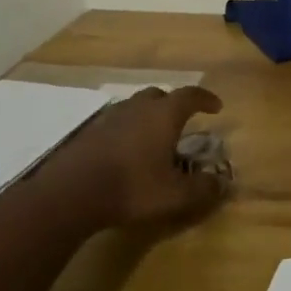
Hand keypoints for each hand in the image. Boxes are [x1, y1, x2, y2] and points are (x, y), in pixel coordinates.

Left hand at [20, 85, 226, 236]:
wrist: (69, 195)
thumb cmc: (131, 188)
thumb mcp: (175, 195)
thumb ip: (202, 189)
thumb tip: (222, 184)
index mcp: (163, 115)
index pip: (190, 95)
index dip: (205, 99)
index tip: (216, 107)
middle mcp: (137, 108)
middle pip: (159, 95)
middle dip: (173, 105)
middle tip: (180, 122)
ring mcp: (109, 118)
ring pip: (133, 107)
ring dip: (147, 117)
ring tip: (152, 138)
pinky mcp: (87, 133)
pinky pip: (114, 123)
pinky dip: (125, 131)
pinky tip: (124, 152)